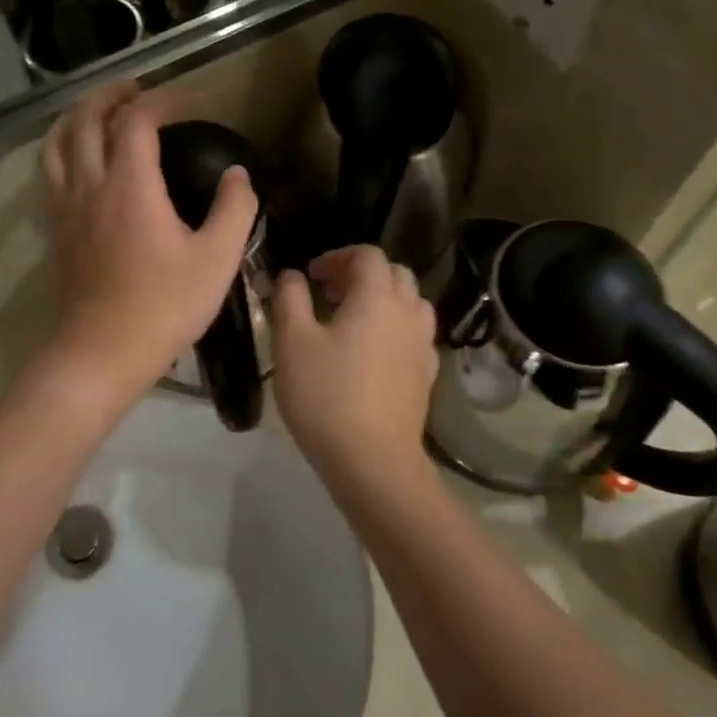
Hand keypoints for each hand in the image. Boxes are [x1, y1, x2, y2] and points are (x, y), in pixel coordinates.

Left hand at [42, 82, 258, 396]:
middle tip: (134, 90)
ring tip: (98, 112)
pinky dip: (62, 148)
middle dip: (109, 96)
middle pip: (86, 119)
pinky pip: (50, 170)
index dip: (158, 101)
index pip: (136, 121)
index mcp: (130, 184)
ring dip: (77, 116)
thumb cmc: (165, 305)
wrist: (103, 351)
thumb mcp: (217, 258)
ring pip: (58, 142)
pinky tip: (77, 159)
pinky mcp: (55, 228)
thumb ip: (235, 208)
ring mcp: (66, 206)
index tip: (181, 102)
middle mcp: (90, 184)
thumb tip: (237, 174)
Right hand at [272, 246, 439, 486]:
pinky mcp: (426, 375)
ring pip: (411, 303)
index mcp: (376, 297)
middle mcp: (407, 313)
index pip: (368, 255)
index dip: (337, 257)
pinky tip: (372, 352)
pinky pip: (415, 334)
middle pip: (395, 273)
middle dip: (361, 274)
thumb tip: (292, 276)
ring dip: (384, 299)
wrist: (373, 461)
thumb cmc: (326, 395)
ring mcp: (422, 345)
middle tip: (330, 293)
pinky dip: (395, 328)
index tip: (311, 276)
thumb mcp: (292, 342)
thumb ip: (290, 298)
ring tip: (353, 319)